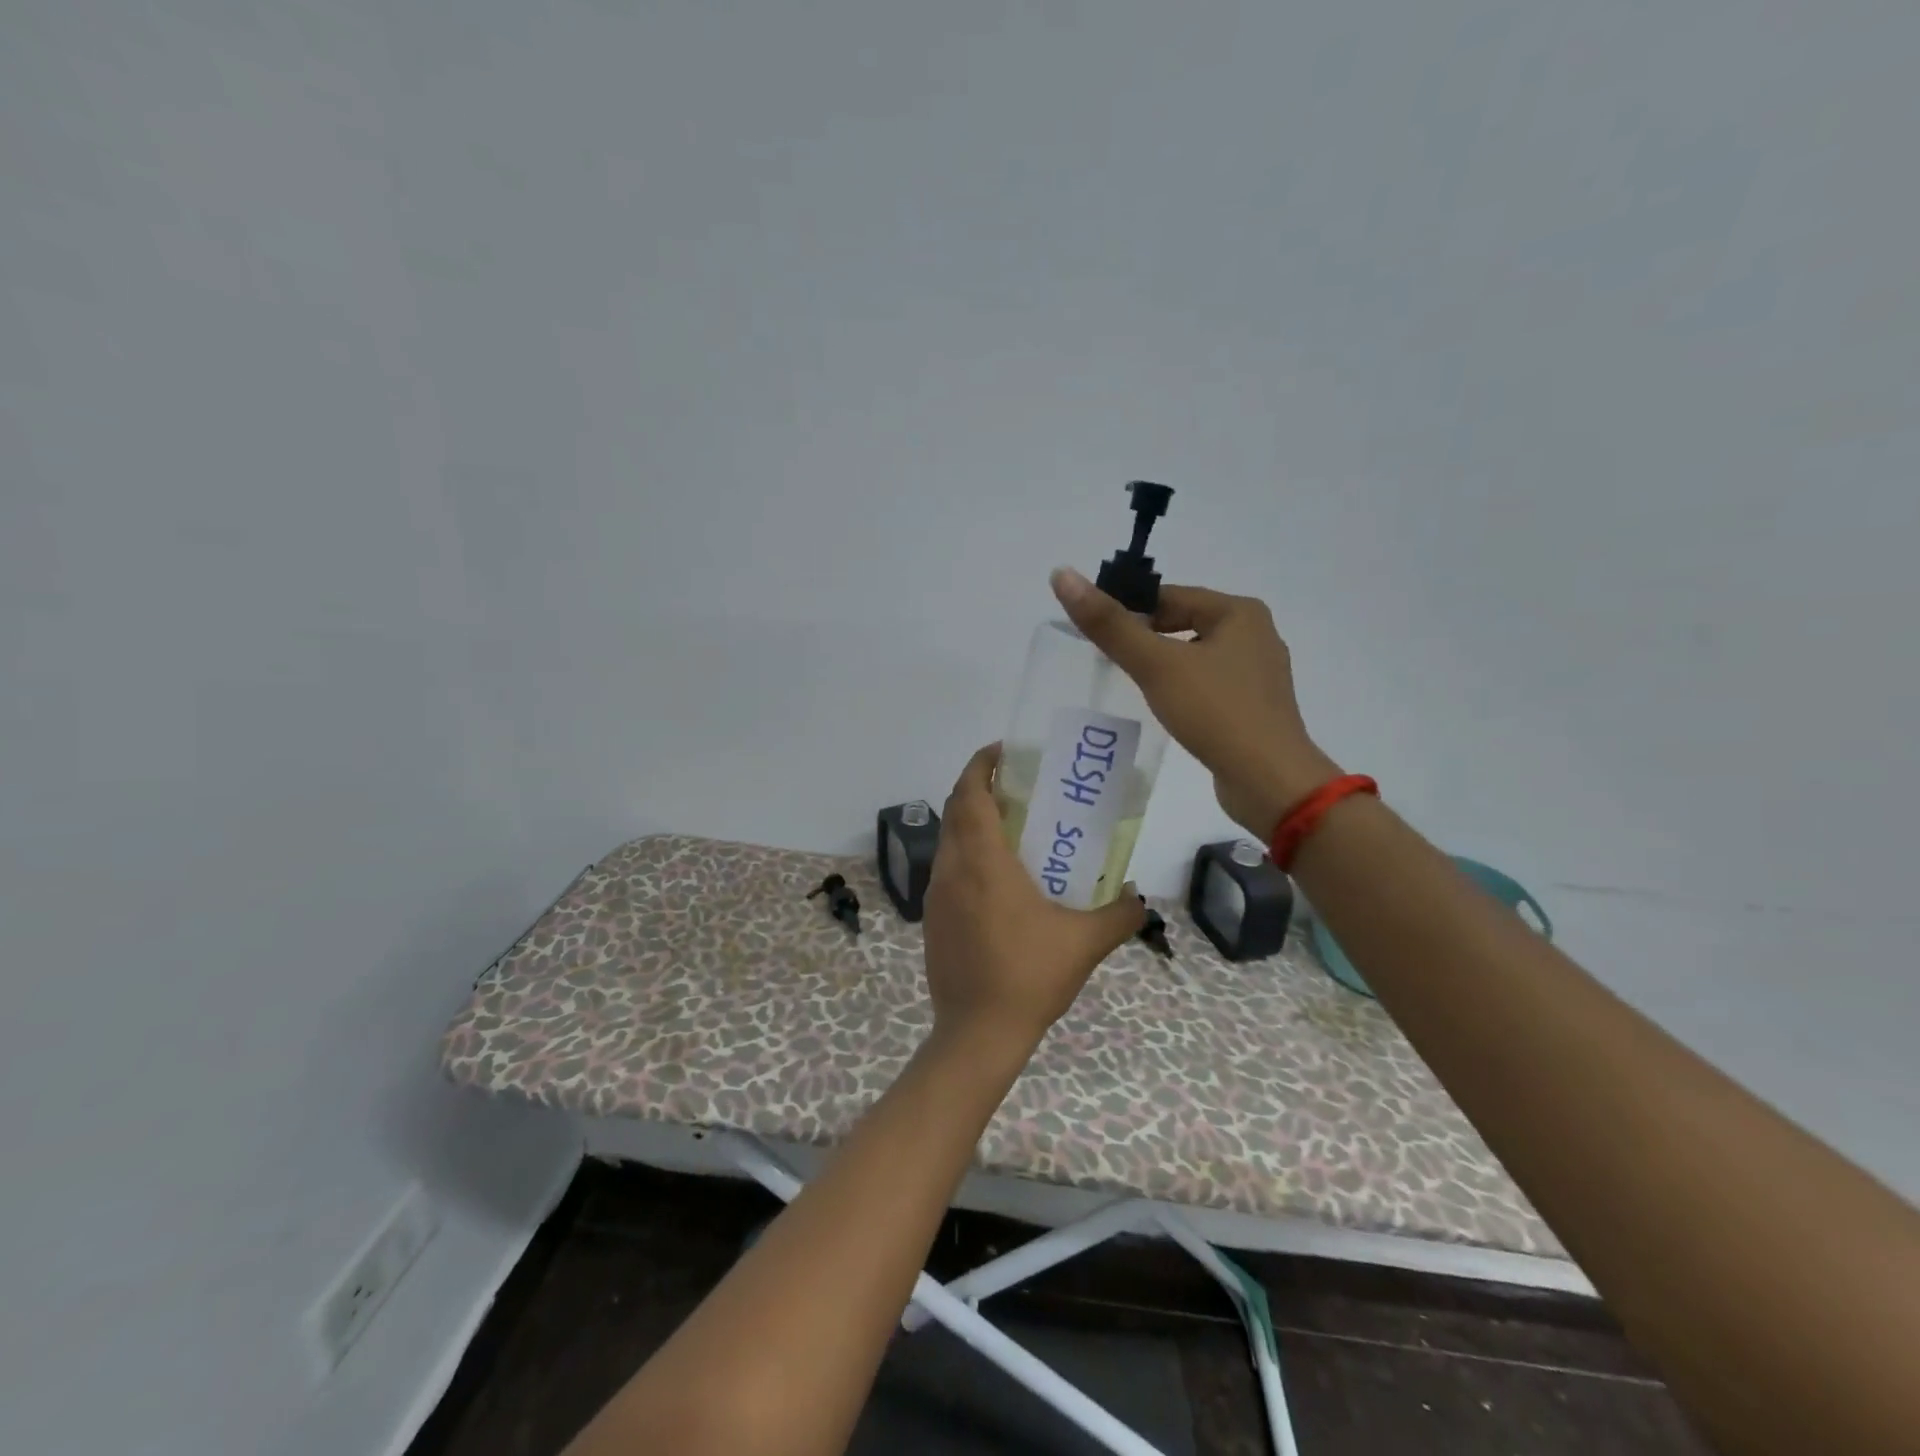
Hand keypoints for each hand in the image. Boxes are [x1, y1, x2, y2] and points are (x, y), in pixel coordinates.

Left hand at [922, 744, 1146, 1056]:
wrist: (977, 1033)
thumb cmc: (1029, 977)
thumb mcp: (1085, 943)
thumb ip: (1119, 914)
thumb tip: (1139, 897)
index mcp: (983, 863)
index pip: (970, 795)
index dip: (981, 765)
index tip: (1003, 750)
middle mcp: (952, 870)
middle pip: (956, 811)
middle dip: (979, 787)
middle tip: (1016, 784)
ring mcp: (936, 896)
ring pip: (949, 840)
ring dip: (972, 821)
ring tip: (1011, 826)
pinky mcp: (933, 919)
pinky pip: (948, 869)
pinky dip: (967, 853)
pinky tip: (998, 877)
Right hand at [1050, 567, 1339, 838]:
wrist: (1269, 781)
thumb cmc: (1215, 712)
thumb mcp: (1156, 664)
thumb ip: (1109, 624)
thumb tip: (1062, 574)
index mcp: (1240, 612)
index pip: (1170, 596)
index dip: (1130, 610)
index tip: (1098, 633)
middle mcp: (1255, 634)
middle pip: (1183, 624)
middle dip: (1146, 639)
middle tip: (1108, 661)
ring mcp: (1258, 673)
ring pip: (1195, 656)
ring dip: (1163, 665)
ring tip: (1131, 686)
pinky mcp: (1255, 707)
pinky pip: (1209, 684)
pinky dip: (1183, 689)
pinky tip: (1166, 709)